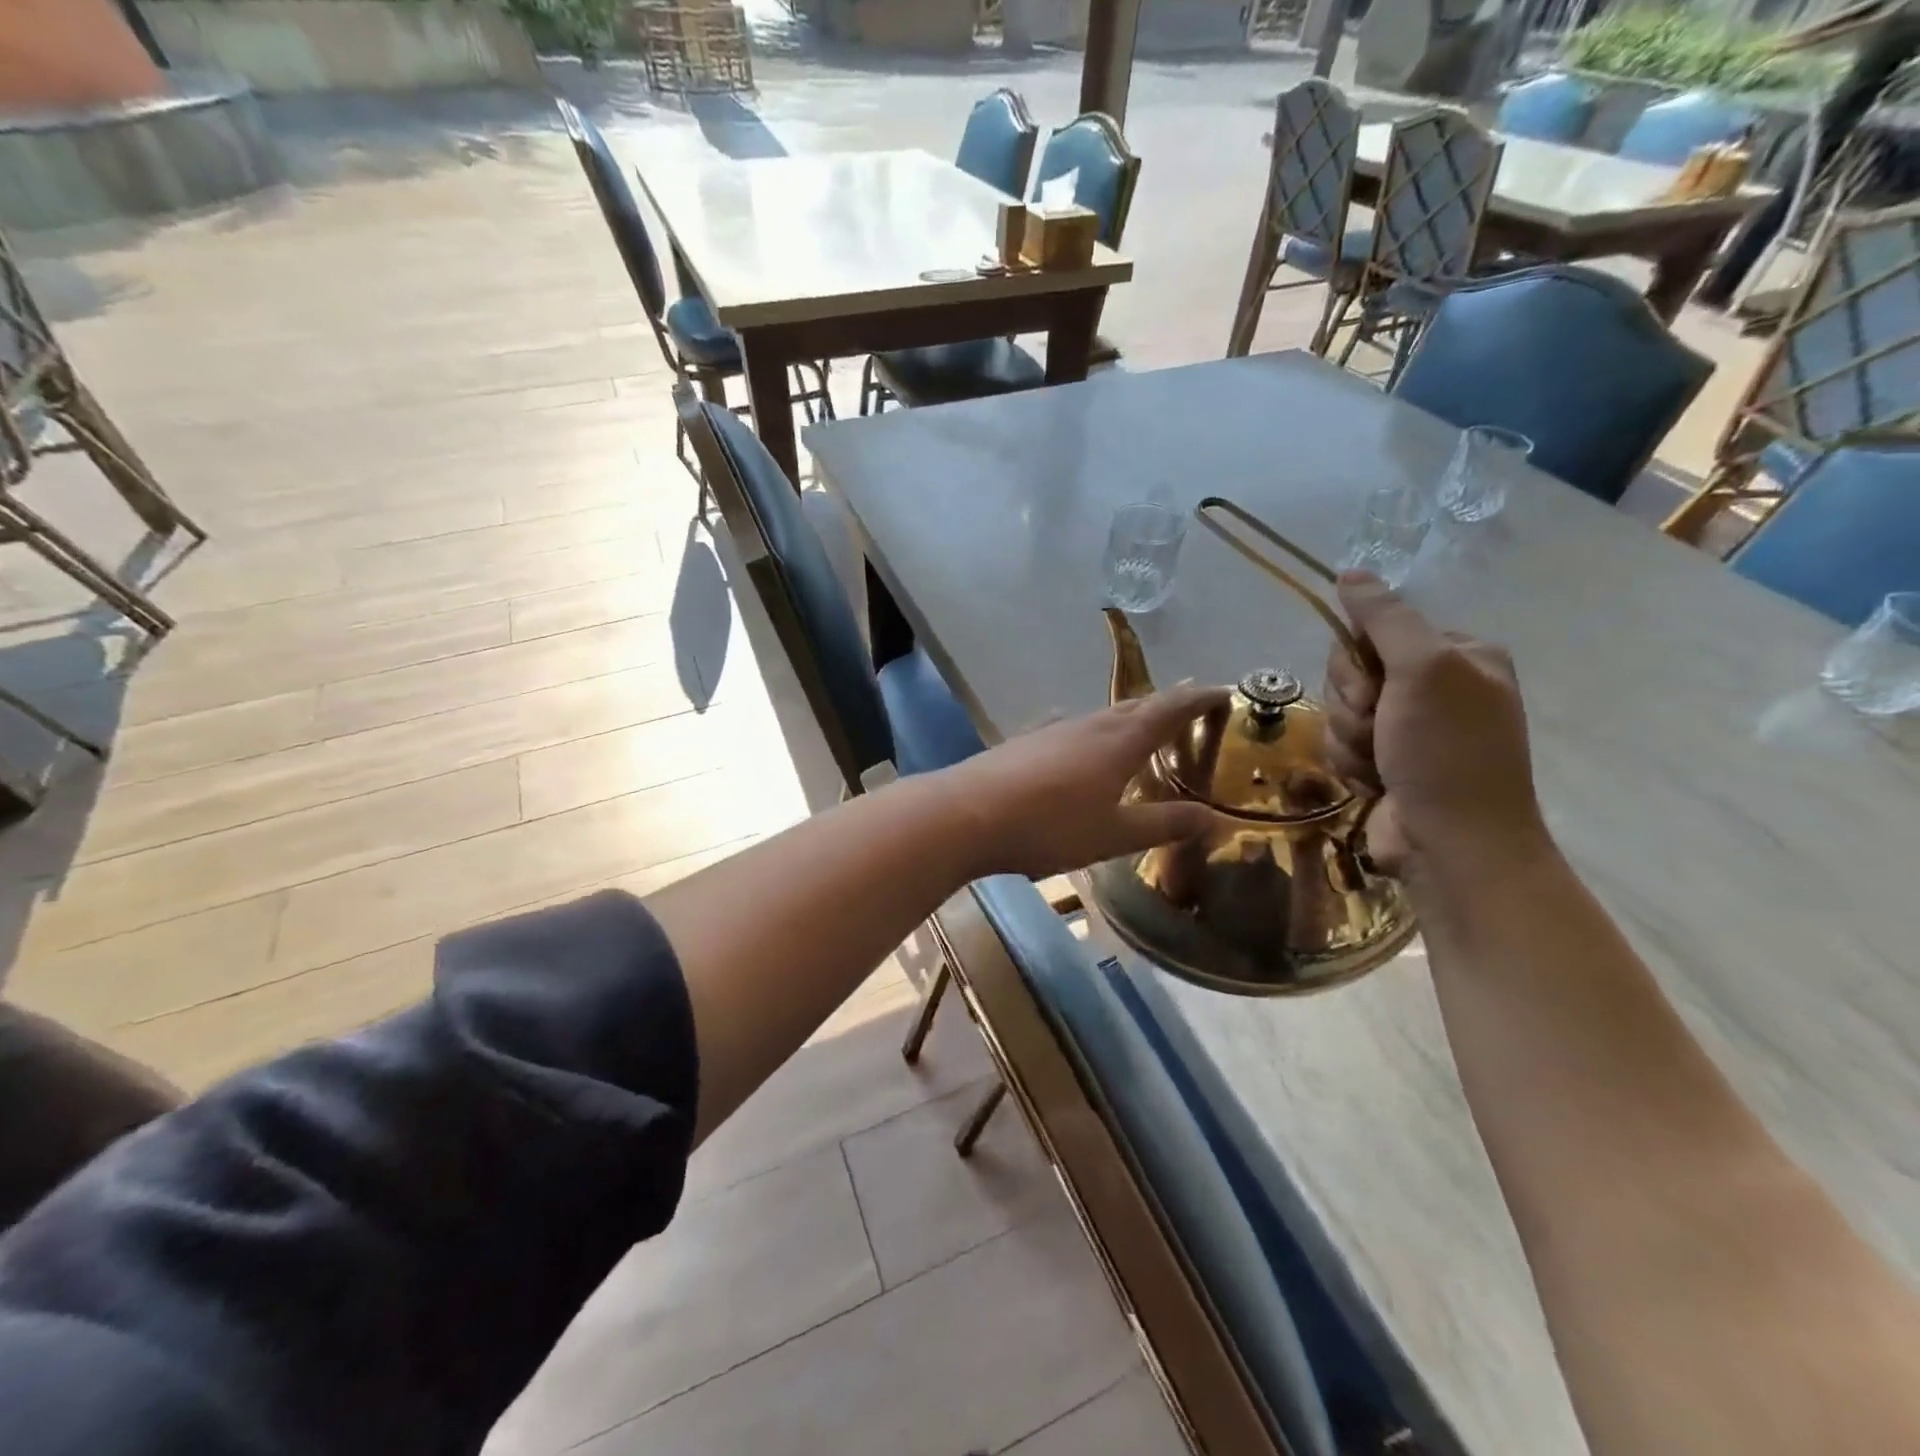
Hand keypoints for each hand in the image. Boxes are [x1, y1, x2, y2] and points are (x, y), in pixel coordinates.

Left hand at [940, 683, 1230, 880]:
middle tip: (1190, 706)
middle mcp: (1088, 725)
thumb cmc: (1049, 826)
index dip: (1199, 699)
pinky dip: (1087, 732)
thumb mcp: (1114, 835)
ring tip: (1140, 726)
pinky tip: (1075, 737)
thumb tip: (1214, 817)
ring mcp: (1052, 730)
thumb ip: (1164, 824)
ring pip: (1100, 716)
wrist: (967, 815)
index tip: (1225, 691)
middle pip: (1135, 706)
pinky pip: (1067, 729)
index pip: (1170, 709)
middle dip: (1166, 704)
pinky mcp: (1024, 742)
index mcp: (1120, 742)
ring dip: (1126, 717)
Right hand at [1325, 573, 1546, 877]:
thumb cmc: (1446, 752)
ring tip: (1381, 764)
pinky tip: (1376, 783)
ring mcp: (1411, 728)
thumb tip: (1350, 573)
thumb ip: (1385, 619)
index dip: (1359, 661)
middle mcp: (1437, 687)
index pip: (1376, 632)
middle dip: (1353, 705)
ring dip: (1350, 738)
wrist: (1453, 845)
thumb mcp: (1423, 671)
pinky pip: (1342, 745)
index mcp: (1459, 656)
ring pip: (1342, 712)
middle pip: (1353, 672)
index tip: (1375, 688)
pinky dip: (1350, 764)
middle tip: (1380, 729)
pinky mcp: (1388, 762)